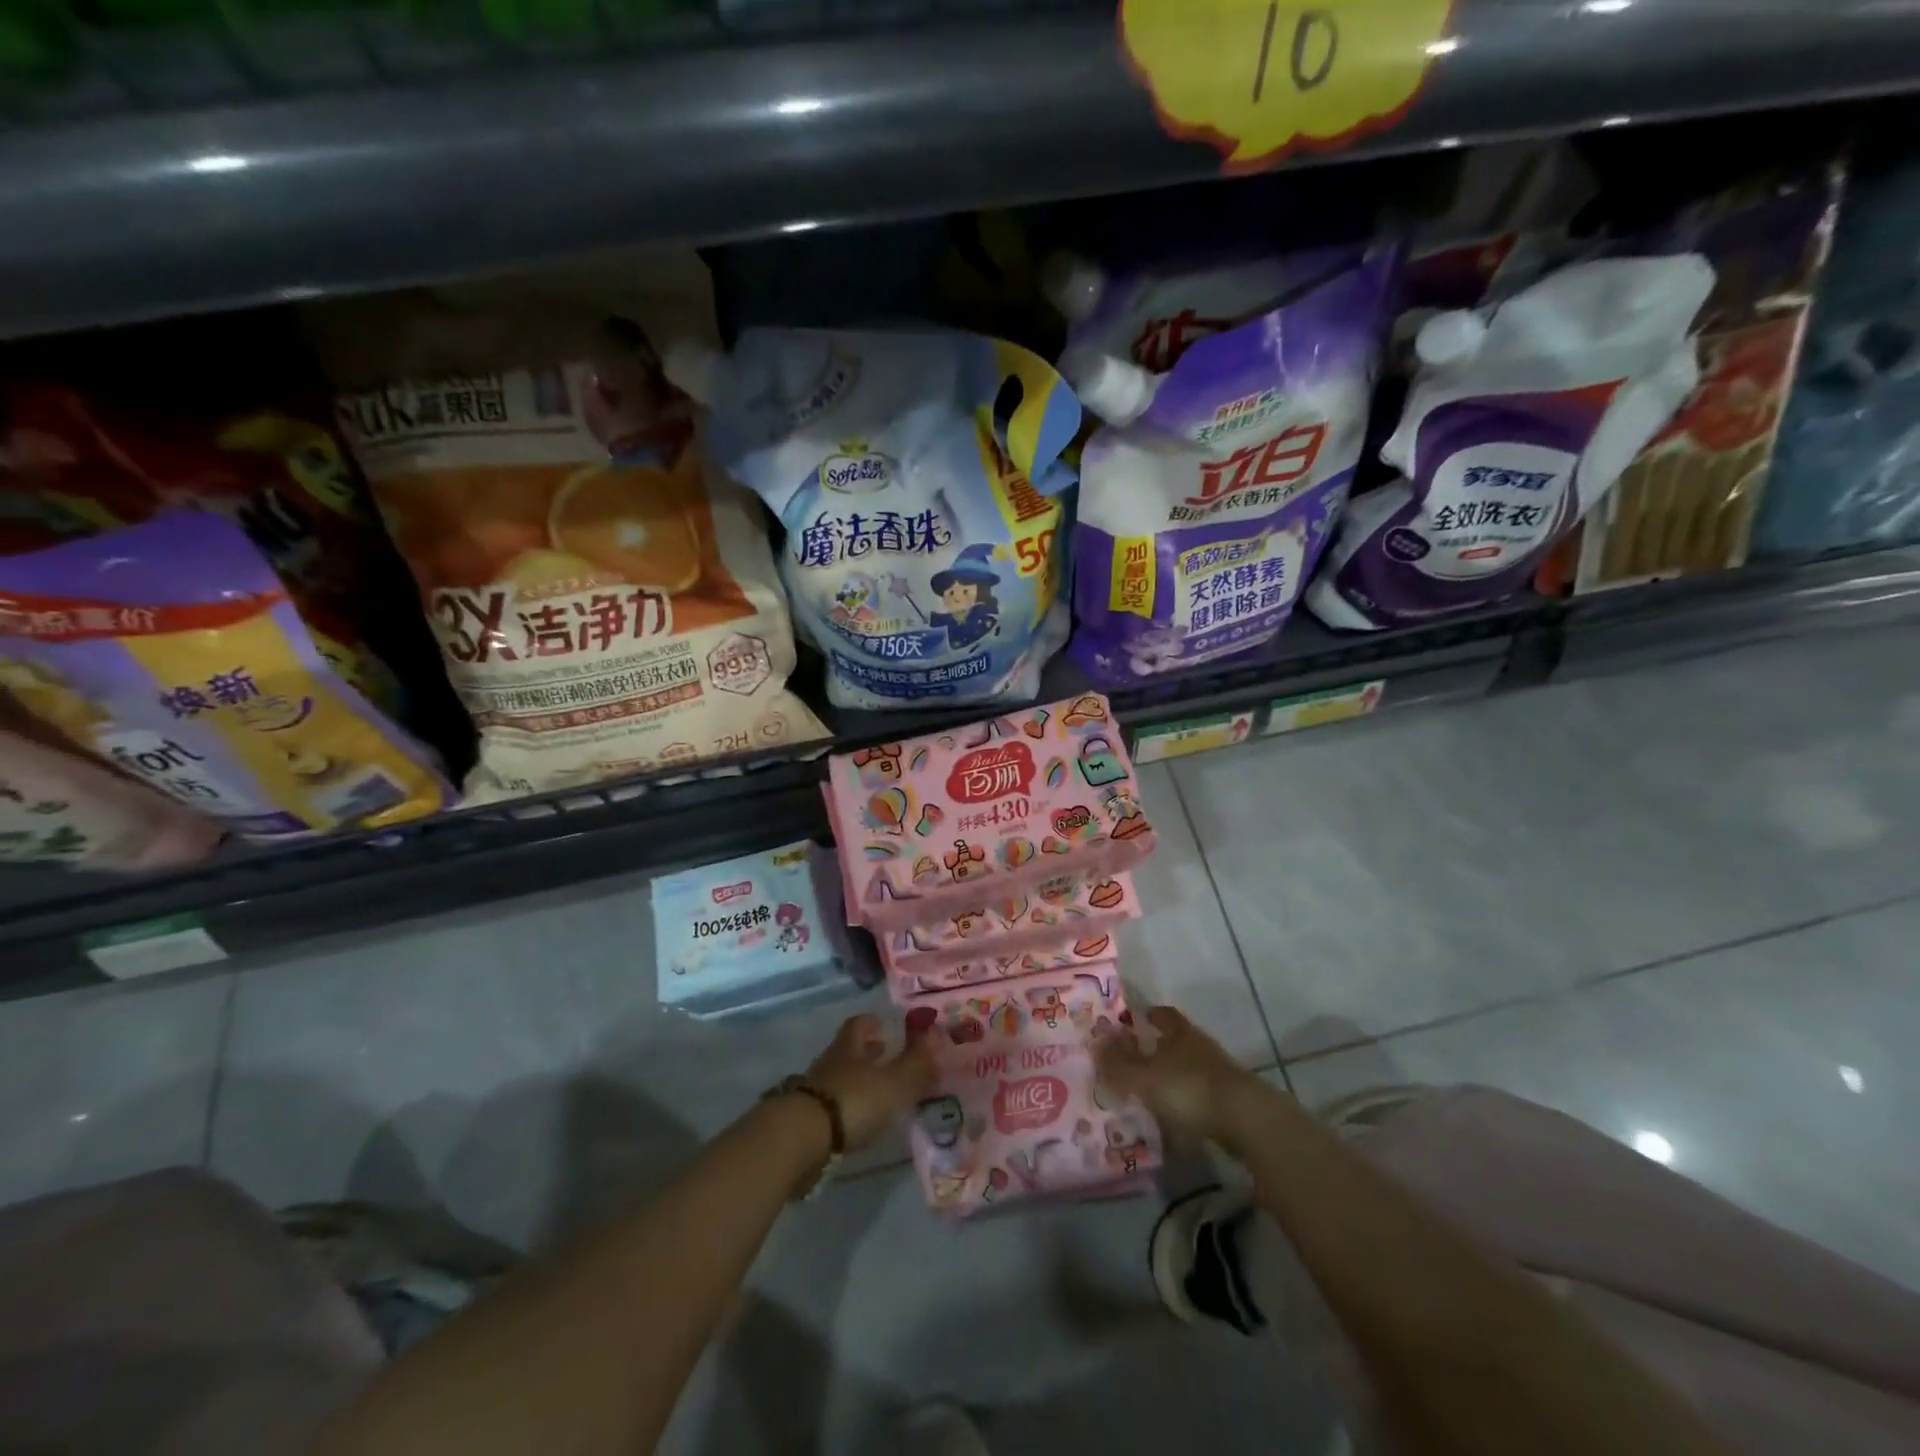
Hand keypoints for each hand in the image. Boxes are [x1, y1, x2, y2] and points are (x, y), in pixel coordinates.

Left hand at [805, 1014, 939, 1150]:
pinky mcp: (807, 1120)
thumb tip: (937, 1037)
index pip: (859, 1024)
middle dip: (867, 1051)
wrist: (801, 1138)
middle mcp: (831, 1063)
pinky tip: (859, 1118)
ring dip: (858, 1080)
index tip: (882, 1023)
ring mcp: (815, 1091)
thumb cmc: (853, 1100)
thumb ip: (917, 1063)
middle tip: (885, 1054)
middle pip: (849, 1051)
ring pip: (841, 1077)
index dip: (871, 1022)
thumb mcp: (894, 1082)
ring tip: (877, 1090)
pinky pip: (832, 1105)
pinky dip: (848, 1106)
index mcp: (850, 1047)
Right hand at [1095, 1005, 1254, 1145]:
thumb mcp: (1145, 1078)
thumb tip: (1094, 1043)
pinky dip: (1185, 1094)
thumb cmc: (1189, 1088)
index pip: (1161, 1013)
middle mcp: (1198, 1044)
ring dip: (1171, 1071)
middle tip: (1133, 1057)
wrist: (1246, 1119)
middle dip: (1155, 1045)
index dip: (1145, 1015)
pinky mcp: (1229, 1096)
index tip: (1129, 1022)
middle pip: (1174, 1038)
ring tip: (1150, 1087)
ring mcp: (1217, 1069)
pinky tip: (1174, 1110)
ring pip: (1187, 1063)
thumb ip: (1118, 1064)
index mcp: (1178, 1032)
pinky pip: (1199, 1088)